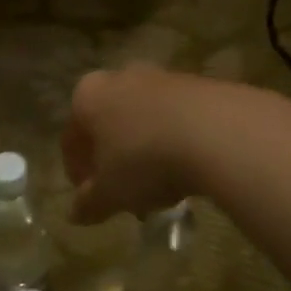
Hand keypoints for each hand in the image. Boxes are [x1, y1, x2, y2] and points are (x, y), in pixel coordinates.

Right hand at [63, 66, 226, 223]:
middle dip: (114, 158)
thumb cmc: (145, 160)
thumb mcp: (111, 193)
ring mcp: (163, 77)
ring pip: (144, 119)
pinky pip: (177, 118)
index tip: (89, 196)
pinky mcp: (200, 84)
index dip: (77, 171)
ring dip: (145, 149)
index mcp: (88, 96)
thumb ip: (89, 204)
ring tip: (160, 185)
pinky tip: (187, 168)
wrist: (219, 132)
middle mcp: (121, 77)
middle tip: (124, 191)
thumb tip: (75, 213)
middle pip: (109, 123)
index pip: (72, 137)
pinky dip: (175, 140)